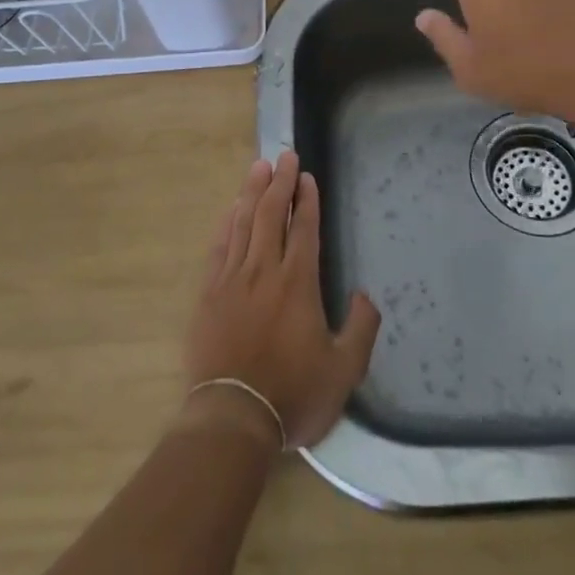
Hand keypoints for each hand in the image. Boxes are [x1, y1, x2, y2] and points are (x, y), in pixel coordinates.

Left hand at [181, 152, 380, 450]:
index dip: (306, 200)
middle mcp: (265, 270)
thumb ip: (361, 329)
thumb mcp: (343, 371)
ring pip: (243, 223)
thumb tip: (364, 295)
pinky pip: (220, 247)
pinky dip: (227, 223)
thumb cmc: (292, 394)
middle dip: (280, 182)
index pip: (303, 228)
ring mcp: (233, 279)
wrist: (232, 418)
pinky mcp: (209, 294)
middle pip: (271, 214)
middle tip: (284, 156)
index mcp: (298, 283)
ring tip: (259, 167)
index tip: (306, 177)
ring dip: (252, 192)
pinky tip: (232, 209)